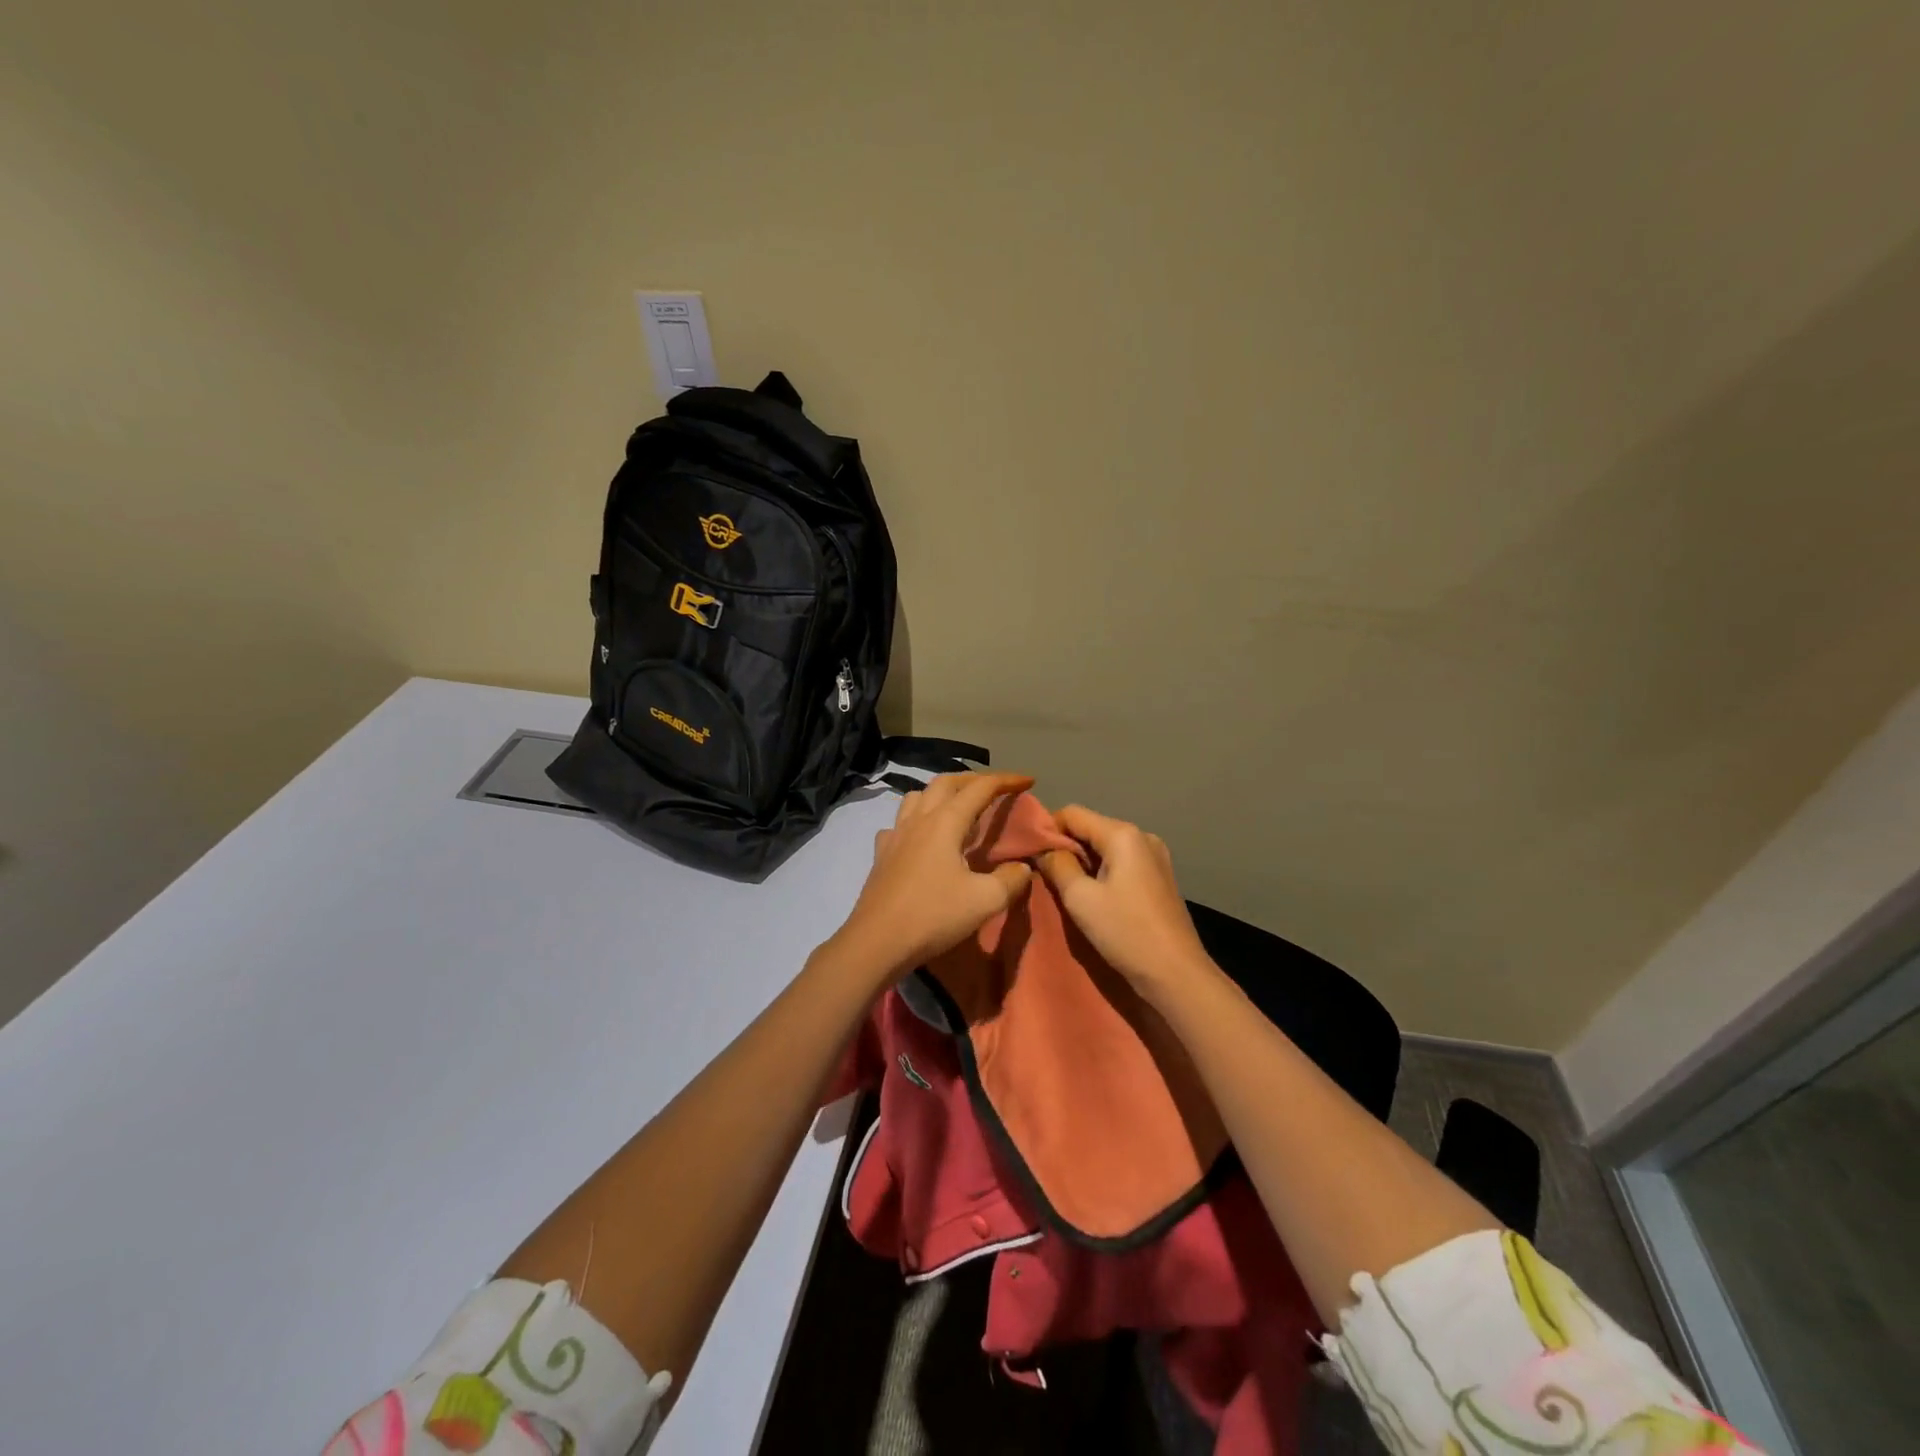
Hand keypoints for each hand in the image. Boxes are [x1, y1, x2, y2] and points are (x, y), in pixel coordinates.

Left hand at [832, 772, 1037, 982]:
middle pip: (946, 782)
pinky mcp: (881, 854)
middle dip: (973, 779)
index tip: (1028, 781)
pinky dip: (915, 820)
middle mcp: (918, 819)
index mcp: (945, 822)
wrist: (877, 942)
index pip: (980, 788)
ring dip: (941, 793)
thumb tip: (1022, 867)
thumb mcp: (985, 901)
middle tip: (994, 789)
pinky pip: (899, 823)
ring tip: (957, 807)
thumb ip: (1010, 879)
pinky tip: (920, 838)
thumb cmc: (933, 915)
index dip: (1006, 780)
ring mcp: (895, 834)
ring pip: (917, 796)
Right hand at [1038, 805, 1213, 998]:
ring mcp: (1155, 856)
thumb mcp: (1080, 898)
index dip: (1047, 829)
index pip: (1072, 813)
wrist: (1177, 974)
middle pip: (1091, 828)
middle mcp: (1142, 836)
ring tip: (1065, 888)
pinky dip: (1102, 872)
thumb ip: (1057, 865)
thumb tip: (1043, 850)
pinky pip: (1121, 862)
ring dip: (1083, 862)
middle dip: (1065, 847)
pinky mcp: (1159, 877)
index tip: (1031, 855)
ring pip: (1105, 846)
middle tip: (1044, 875)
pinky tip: (1093, 896)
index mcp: (1123, 834)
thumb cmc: (1126, 932)